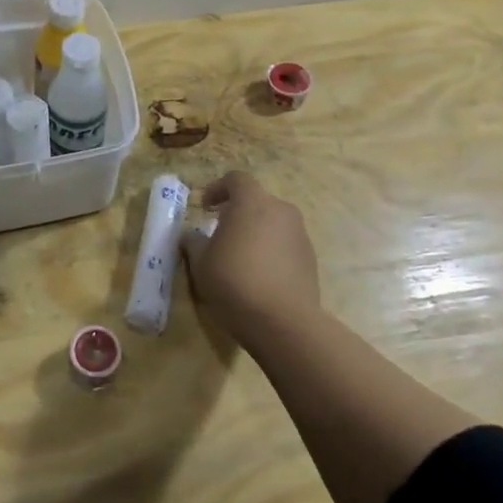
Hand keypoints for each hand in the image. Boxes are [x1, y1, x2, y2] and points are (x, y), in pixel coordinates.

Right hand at [182, 171, 320, 345]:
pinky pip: (285, 244)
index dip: (217, 189)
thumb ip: (194, 241)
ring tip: (239, 257)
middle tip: (220, 233)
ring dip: (255, 232)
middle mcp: (281, 210)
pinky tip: (259, 276)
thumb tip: (192, 235)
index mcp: (252, 203)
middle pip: (256, 200)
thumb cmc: (235, 282)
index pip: (236, 179)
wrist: (284, 323)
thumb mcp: (201, 263)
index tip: (204, 208)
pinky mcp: (310, 259)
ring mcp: (300, 234)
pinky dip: (271, 250)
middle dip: (237, 212)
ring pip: (273, 223)